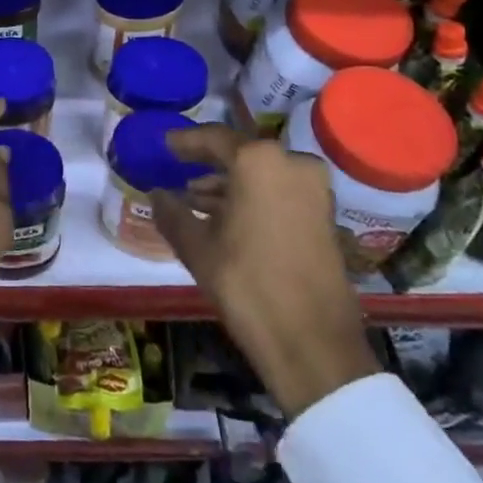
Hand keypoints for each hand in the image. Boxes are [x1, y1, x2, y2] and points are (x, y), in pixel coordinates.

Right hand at [151, 125, 379, 418]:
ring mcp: (315, 191)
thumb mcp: (197, 248)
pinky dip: (254, 199)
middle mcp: (292, 164)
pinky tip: (227, 219)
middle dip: (210, 165)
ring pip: (263, 176)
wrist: (313, 344)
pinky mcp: (326, 217)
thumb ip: (172, 213)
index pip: (214, 138)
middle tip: (180, 169)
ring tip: (196, 200)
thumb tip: (156, 194)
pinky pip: (281, 193)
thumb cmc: (247, 284)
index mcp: (259, 161)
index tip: (166, 144)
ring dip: (231, 185)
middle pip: (242, 155)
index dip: (186, 142)